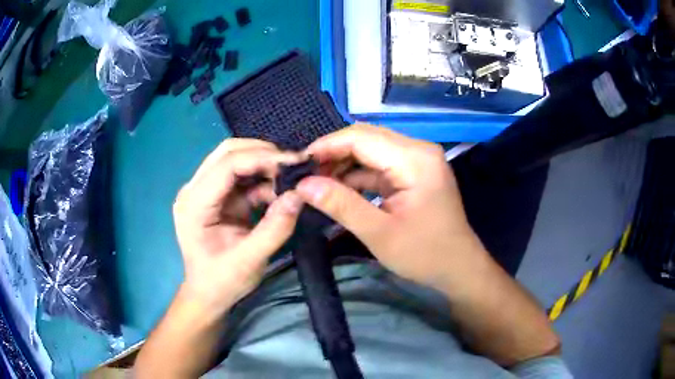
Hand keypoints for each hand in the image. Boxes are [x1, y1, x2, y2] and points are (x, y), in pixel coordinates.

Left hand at [173, 139, 303, 315]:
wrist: (207, 294)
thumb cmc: (222, 282)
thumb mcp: (249, 261)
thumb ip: (274, 229)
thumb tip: (299, 195)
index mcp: (194, 204)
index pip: (227, 165)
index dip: (262, 158)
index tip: (295, 163)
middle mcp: (194, 190)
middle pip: (228, 152)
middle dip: (263, 154)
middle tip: (293, 167)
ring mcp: (203, 191)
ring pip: (234, 159)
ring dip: (263, 164)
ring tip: (289, 178)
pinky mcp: (215, 196)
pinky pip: (240, 176)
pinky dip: (261, 179)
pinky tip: (277, 192)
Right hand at [296, 124, 487, 289]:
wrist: (458, 268)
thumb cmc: (425, 254)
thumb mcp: (379, 233)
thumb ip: (341, 205)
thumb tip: (302, 185)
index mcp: (414, 159)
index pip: (361, 137)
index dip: (326, 146)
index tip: (298, 163)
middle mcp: (417, 150)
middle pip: (366, 139)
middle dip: (333, 154)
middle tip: (305, 175)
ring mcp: (417, 161)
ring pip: (370, 151)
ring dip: (343, 165)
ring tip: (316, 183)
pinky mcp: (413, 173)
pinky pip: (379, 166)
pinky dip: (357, 176)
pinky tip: (337, 189)